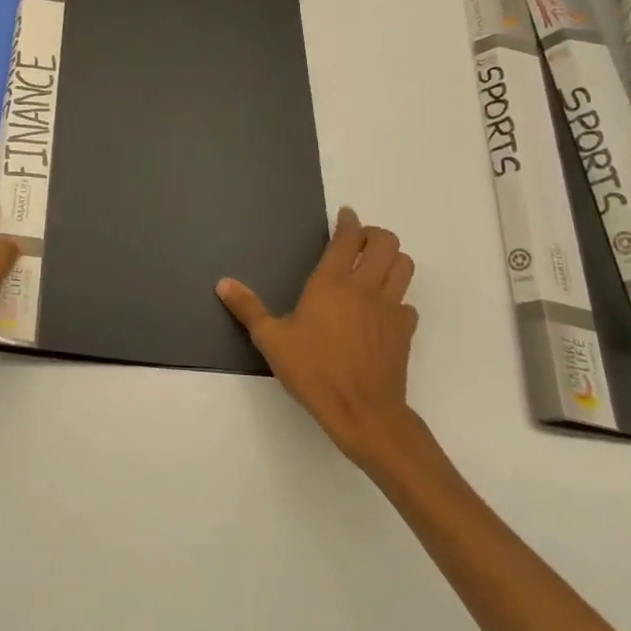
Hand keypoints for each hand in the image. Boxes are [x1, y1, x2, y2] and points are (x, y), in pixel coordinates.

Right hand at [217, 207, 421, 470]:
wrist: (363, 414)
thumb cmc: (314, 372)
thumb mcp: (272, 340)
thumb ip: (248, 308)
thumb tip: (223, 283)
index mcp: (332, 282)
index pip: (348, 237)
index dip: (349, 221)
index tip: (344, 216)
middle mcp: (365, 287)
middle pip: (387, 243)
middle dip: (375, 235)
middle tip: (359, 242)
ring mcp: (389, 309)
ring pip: (405, 266)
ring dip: (392, 260)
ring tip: (374, 268)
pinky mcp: (404, 332)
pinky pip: (408, 304)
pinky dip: (398, 299)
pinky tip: (382, 312)